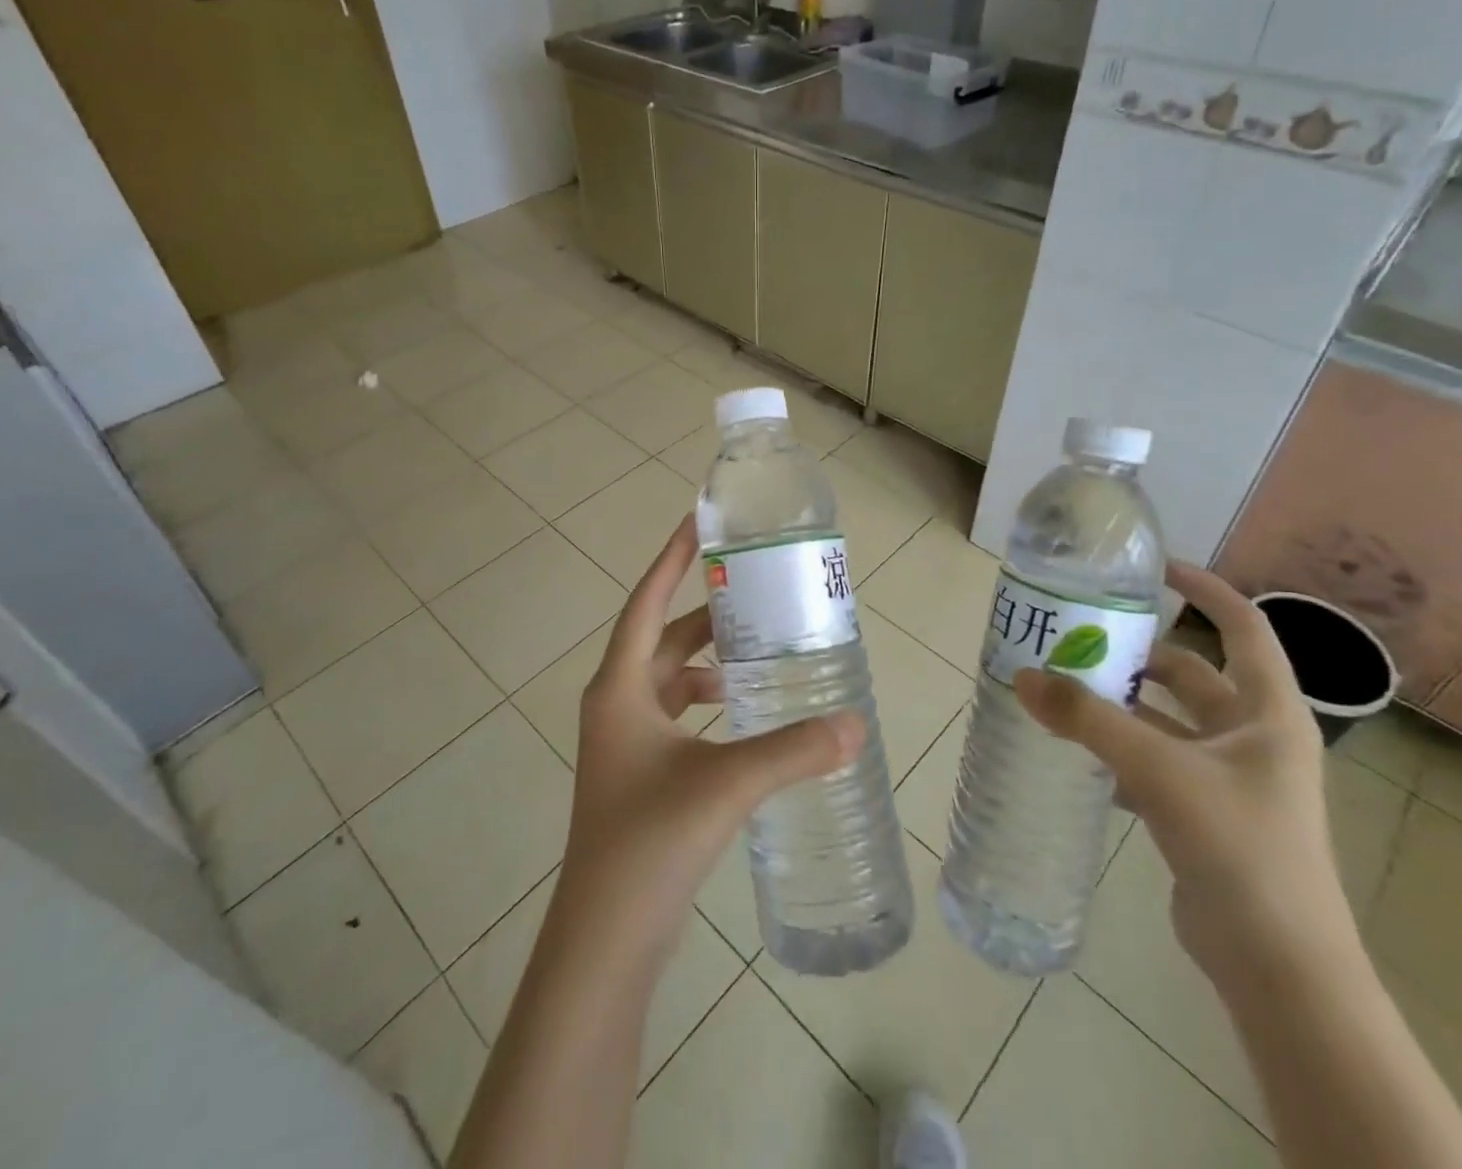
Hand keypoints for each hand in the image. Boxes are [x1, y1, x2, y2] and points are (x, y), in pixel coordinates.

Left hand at [557, 515, 863, 963]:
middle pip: (662, 638)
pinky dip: (706, 702)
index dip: (672, 560)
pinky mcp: (639, 771)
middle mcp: (617, 703)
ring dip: (707, 660)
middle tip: (755, 594)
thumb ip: (793, 752)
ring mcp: (624, 740)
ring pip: (669, 678)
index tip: (698, 523)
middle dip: (705, 614)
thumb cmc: (649, 842)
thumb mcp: (726, 785)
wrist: (605, 937)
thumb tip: (856, 724)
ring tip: (758, 651)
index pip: (646, 602)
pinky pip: (675, 714)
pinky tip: (743, 714)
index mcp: (620, 687)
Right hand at [1015, 560, 1345, 984]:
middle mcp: (1253, 738)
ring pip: (1168, 720)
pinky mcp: (1205, 813)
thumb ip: (1089, 722)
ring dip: (1122, 705)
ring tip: (1064, 688)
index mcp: (1268, 713)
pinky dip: (1119, 751)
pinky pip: (1155, 762)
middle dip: (1138, 654)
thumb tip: (1022, 677)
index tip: (1153, 569)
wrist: (1278, 967)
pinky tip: (1076, 751)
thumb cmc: (1239, 849)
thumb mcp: (1160, 772)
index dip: (1205, 590)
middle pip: (1192, 674)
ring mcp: (1230, 778)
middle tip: (1080, 637)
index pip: (1243, 628)